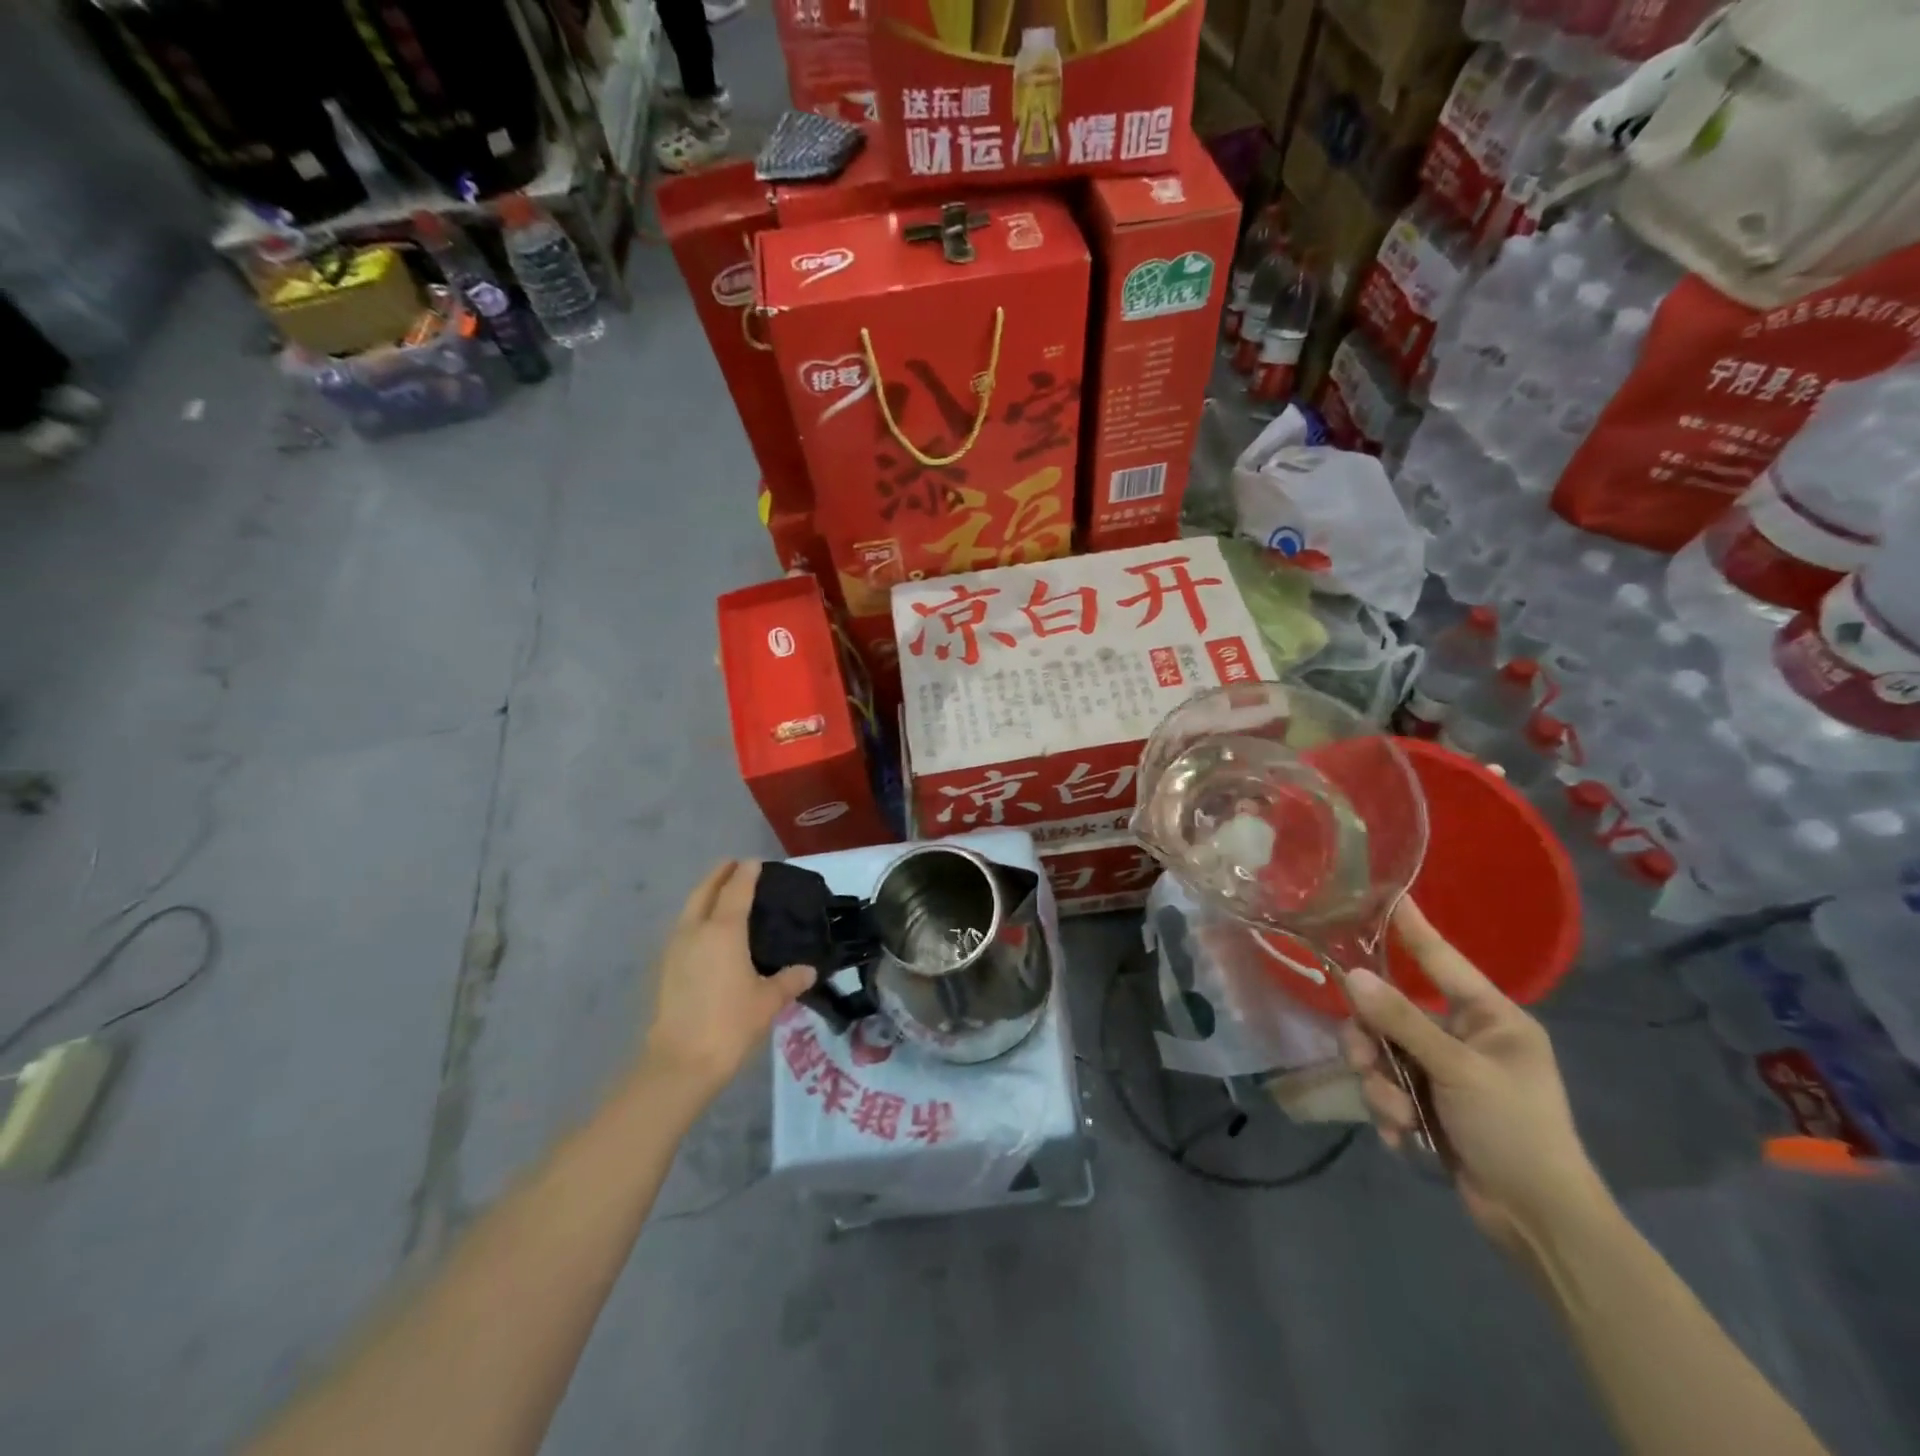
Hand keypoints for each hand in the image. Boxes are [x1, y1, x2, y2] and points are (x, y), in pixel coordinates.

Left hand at [641, 861, 815, 1098]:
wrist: (680, 1062)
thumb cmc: (730, 1023)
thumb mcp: (768, 1001)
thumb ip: (789, 980)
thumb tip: (809, 969)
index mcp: (724, 930)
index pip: (737, 889)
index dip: (747, 872)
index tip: (756, 862)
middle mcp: (696, 930)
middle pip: (705, 891)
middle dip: (719, 874)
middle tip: (735, 866)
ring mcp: (676, 948)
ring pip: (690, 908)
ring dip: (705, 894)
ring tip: (723, 895)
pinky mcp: (666, 968)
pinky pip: (684, 928)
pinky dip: (697, 917)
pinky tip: (708, 932)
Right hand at [1340, 899, 1606, 1253]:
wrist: (1540, 1223)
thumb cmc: (1516, 1132)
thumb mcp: (1458, 1071)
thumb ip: (1402, 1022)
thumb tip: (1352, 976)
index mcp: (1491, 1019)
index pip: (1442, 960)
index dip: (1414, 928)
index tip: (1388, 893)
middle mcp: (1465, 1037)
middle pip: (1392, 1013)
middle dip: (1373, 1043)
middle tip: (1363, 1062)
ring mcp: (1446, 1072)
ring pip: (1382, 1053)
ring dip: (1381, 1086)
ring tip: (1397, 1118)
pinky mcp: (1430, 1105)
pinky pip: (1386, 1088)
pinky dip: (1389, 1112)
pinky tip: (1404, 1138)